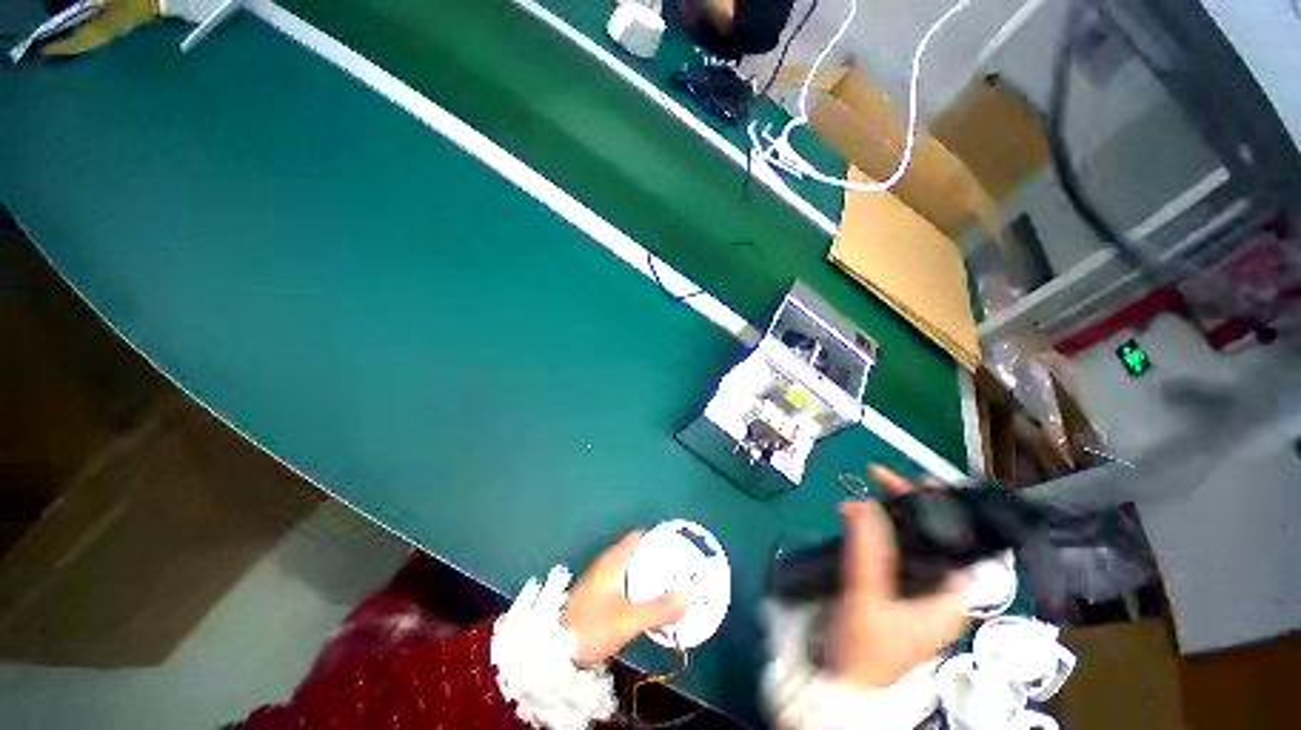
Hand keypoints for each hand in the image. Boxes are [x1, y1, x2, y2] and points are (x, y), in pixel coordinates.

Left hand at [563, 531, 689, 666]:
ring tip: (674, 584)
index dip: (658, 537)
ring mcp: (601, 581)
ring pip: (632, 570)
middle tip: (682, 568)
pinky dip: (641, 588)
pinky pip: (626, 584)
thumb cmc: (591, 627)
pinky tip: (652, 602)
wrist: (553, 652)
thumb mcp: (627, 620)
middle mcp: (607, 564)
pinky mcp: (599, 597)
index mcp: (613, 560)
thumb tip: (689, 595)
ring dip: (650, 576)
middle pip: (637, 553)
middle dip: (659, 559)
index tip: (679, 545)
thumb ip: (658, 609)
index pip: (638, 537)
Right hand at [827, 467, 969, 688]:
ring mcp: (916, 597)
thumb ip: (866, 548)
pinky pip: (893, 555)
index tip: (921, 482)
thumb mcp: (866, 595)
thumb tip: (861, 502)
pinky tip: (858, 523)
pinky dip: (877, 534)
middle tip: (881, 480)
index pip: (962, 546)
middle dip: (910, 507)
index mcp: (948, 601)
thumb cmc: (863, 648)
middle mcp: (939, 596)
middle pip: (935, 540)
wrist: (841, 686)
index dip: (946, 510)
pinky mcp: (895, 596)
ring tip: (866, 497)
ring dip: (889, 518)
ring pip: (911, 546)